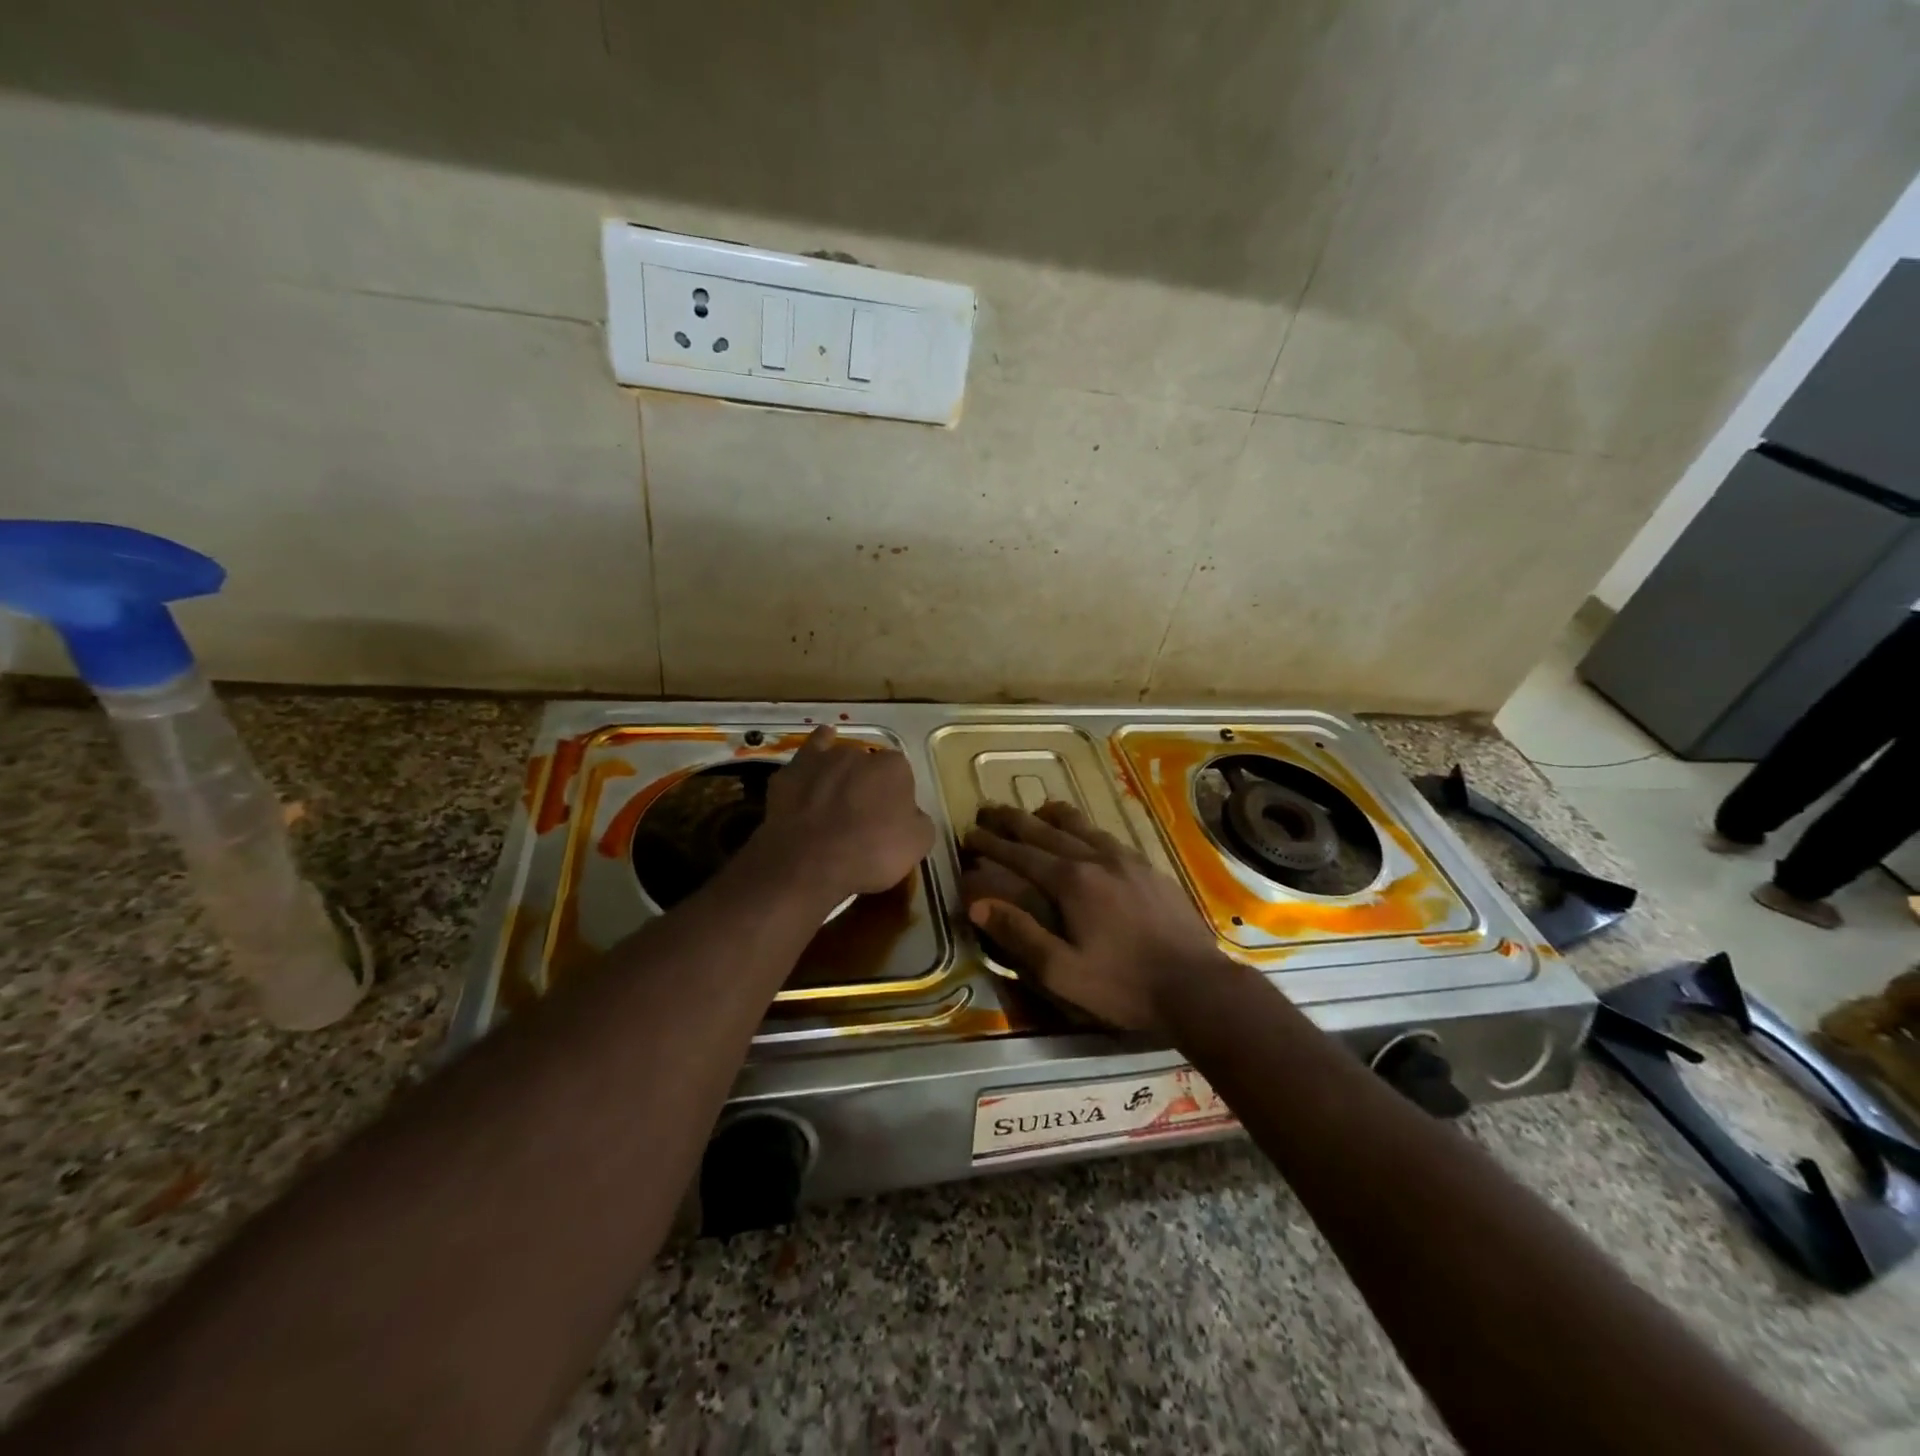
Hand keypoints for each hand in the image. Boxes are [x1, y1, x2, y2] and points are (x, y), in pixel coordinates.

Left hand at [752, 726, 933, 900]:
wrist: (809, 863)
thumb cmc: (870, 853)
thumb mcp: (918, 844)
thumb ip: (918, 819)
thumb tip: (910, 814)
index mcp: (893, 768)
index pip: (901, 774)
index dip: (896, 795)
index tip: (890, 818)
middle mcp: (858, 754)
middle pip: (867, 765)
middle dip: (867, 783)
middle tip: (862, 815)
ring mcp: (821, 760)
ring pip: (836, 759)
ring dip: (839, 775)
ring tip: (835, 801)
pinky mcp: (790, 773)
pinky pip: (806, 757)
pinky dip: (812, 759)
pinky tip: (813, 764)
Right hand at [962, 802, 1229, 1031]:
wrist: (1197, 985)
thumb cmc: (1123, 984)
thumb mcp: (1062, 971)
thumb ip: (1019, 934)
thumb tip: (977, 904)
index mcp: (1071, 882)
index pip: (1020, 854)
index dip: (991, 844)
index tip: (969, 834)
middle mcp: (1095, 859)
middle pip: (1046, 831)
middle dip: (1013, 821)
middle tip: (988, 810)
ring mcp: (1126, 859)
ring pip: (1081, 825)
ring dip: (1051, 816)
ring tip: (1036, 809)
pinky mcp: (1148, 867)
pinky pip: (1107, 835)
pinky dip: (1085, 827)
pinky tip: (1087, 833)